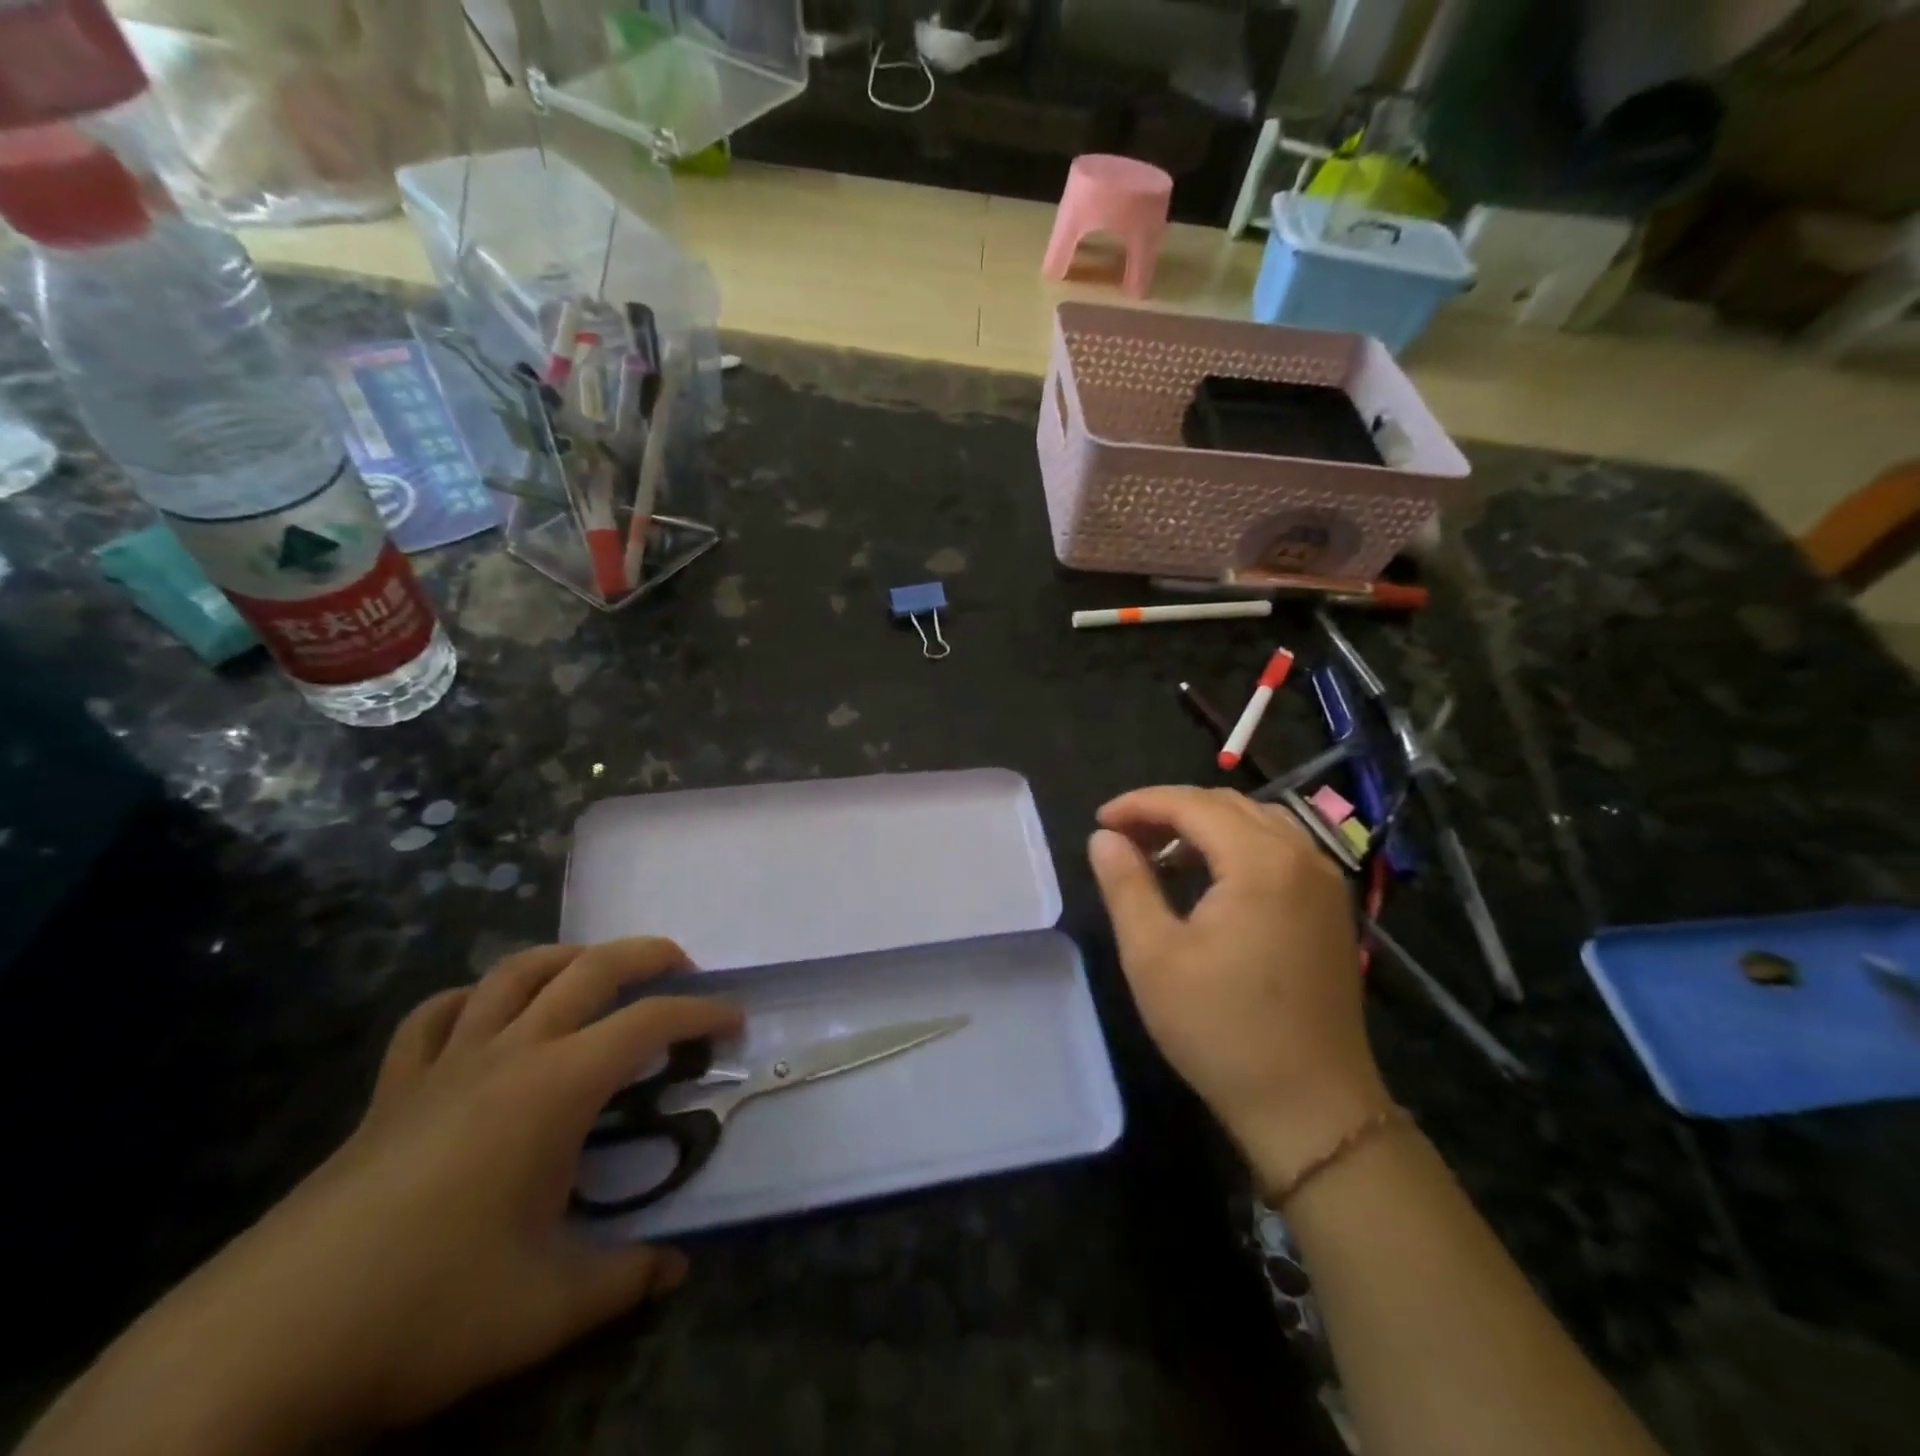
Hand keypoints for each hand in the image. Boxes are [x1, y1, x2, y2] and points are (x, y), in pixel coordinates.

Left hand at [25, 939, 739, 1455]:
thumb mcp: (547, 1307)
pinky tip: (486, 1016)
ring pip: (513, 973)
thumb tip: (675, 1269)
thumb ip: (625, 1279)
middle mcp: (507, 1054)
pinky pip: (435, 1018)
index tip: (733, 1022)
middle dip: (647, 955)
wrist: (260, 1348)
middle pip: (588, 969)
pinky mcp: (391, 1091)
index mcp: (555, 1088)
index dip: (700, 1015)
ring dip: (566, 958)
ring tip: (597, 974)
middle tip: (685, 968)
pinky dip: (471, 1000)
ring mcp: (443, 1065)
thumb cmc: (425, 1310)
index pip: (648, 1025)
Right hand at [1088, 787, 1389, 1190]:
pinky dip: (1236, 846)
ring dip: (1204, 825)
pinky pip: (1279, 850)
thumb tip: (1104, 838)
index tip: (1100, 820)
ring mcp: (1325, 883)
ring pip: (1257, 823)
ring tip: (1159, 851)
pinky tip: (1208, 876)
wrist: (1311, 1107)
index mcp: (1261, 862)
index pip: (1193, 805)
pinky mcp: (1331, 909)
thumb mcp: (1153, 955)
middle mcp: (1302, 857)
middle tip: (1123, 835)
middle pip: (1228, 805)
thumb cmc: (1222, 1030)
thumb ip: (1126, 885)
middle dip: (1170, 810)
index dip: (1140, 804)